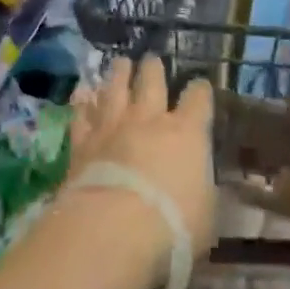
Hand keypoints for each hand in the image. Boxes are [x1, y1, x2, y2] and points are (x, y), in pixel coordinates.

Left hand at [68, 55, 216, 255]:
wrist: (112, 229)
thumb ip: (206, 194)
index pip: (198, 100)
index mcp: (187, 133)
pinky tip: (81, 95)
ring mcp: (113, 127)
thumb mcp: (207, 216)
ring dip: (118, 75)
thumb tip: (208, 188)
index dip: (200, 90)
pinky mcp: (82, 144)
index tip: (200, 86)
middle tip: (151, 59)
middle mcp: (149, 120)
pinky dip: (82, 104)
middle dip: (153, 69)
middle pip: (152, 82)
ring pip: (115, 90)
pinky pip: (82, 116)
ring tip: (120, 62)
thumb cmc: (173, 225)